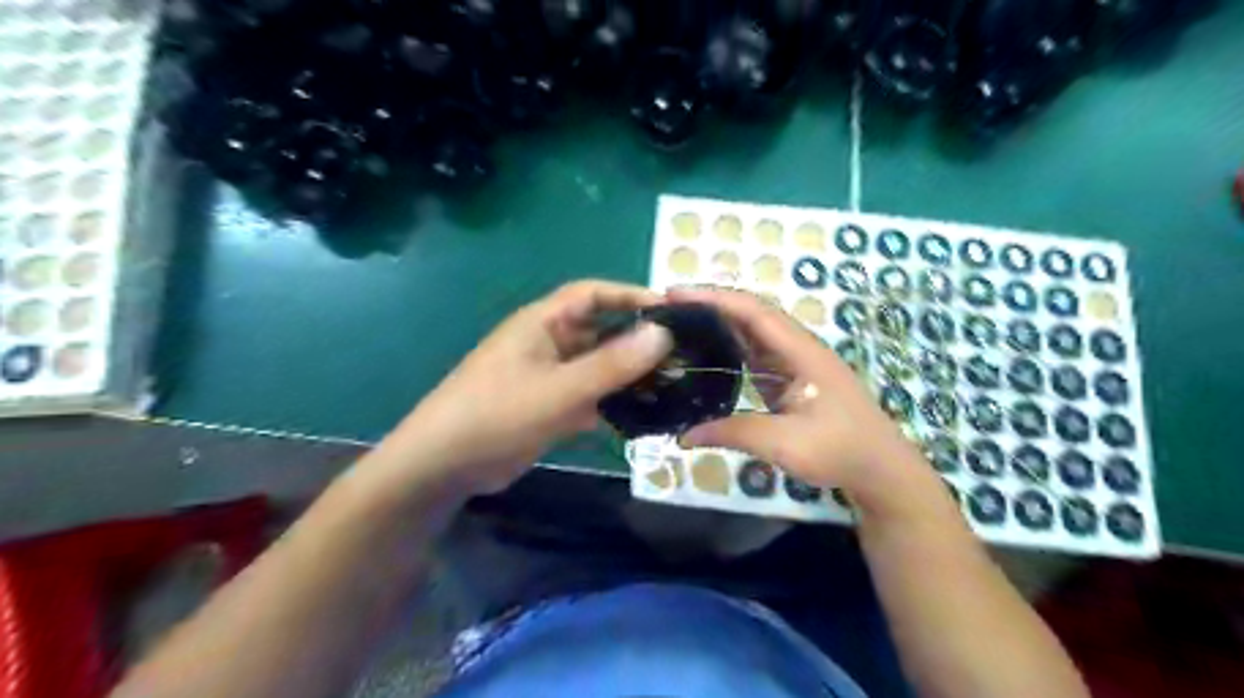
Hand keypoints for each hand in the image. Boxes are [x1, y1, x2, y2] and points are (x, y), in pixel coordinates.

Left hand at [388, 278, 675, 495]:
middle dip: (638, 341)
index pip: (594, 294)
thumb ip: (612, 364)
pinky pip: (591, 395)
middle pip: (602, 331)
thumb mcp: (559, 389)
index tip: (672, 311)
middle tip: (683, 355)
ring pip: (599, 366)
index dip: (631, 296)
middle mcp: (549, 343)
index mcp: (543, 323)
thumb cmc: (497, 414)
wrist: (444, 465)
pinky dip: (614, 402)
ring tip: (673, 386)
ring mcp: (550, 376)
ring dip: (629, 375)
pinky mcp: (550, 406)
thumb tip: (663, 334)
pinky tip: (643, 416)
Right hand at [672, 285, 922, 495]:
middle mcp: (797, 348)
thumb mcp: (784, 443)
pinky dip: (729, 347)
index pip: (753, 311)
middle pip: (751, 314)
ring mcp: (794, 363)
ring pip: (753, 332)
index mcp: (800, 351)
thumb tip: (683, 436)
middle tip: (669, 309)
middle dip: (711, 305)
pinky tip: (707, 355)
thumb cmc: (840, 451)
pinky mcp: (790, 380)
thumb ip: (733, 433)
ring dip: (719, 324)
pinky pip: (755, 354)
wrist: (880, 470)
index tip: (675, 294)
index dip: (714, 298)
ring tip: (680, 325)